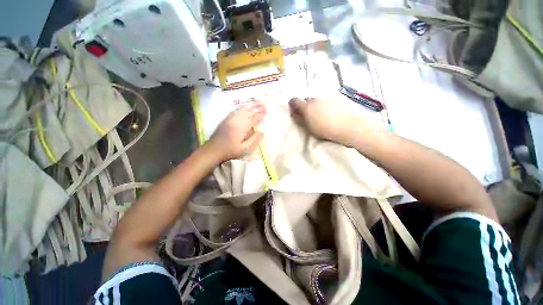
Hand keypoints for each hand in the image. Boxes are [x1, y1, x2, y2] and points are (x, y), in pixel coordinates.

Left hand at [206, 100, 265, 161]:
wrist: (214, 149)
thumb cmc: (231, 151)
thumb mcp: (245, 149)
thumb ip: (254, 140)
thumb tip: (262, 132)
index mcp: (242, 127)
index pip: (254, 118)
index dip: (261, 115)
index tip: (267, 112)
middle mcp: (237, 120)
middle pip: (249, 111)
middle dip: (257, 107)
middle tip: (265, 103)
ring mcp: (230, 118)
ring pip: (242, 109)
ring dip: (251, 105)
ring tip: (257, 101)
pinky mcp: (226, 119)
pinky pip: (236, 110)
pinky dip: (242, 107)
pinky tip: (245, 106)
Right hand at [289, 97, 357, 144]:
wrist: (344, 126)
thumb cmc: (323, 129)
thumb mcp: (307, 126)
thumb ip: (299, 118)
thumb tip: (294, 112)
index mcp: (306, 106)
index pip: (295, 100)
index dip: (293, 104)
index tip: (294, 109)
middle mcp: (315, 99)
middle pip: (306, 99)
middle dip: (305, 105)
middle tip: (309, 114)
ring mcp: (325, 98)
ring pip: (316, 100)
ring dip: (315, 105)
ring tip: (320, 114)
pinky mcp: (334, 98)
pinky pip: (325, 100)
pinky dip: (324, 104)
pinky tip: (329, 112)